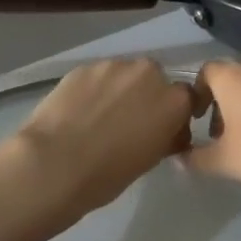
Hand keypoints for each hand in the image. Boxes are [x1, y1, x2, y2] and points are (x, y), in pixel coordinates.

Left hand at [3, 59, 194, 227]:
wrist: (53, 165)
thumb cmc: (107, 174)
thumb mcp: (149, 160)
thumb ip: (164, 137)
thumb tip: (165, 133)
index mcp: (173, 101)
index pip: (186, 98)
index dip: (174, 113)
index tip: (163, 130)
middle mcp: (149, 74)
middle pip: (155, 79)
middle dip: (146, 96)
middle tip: (128, 122)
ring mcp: (114, 66)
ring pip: (124, 75)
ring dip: (119, 90)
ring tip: (98, 116)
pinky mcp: (83, 67)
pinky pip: (97, 76)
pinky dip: (93, 90)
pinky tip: (77, 111)